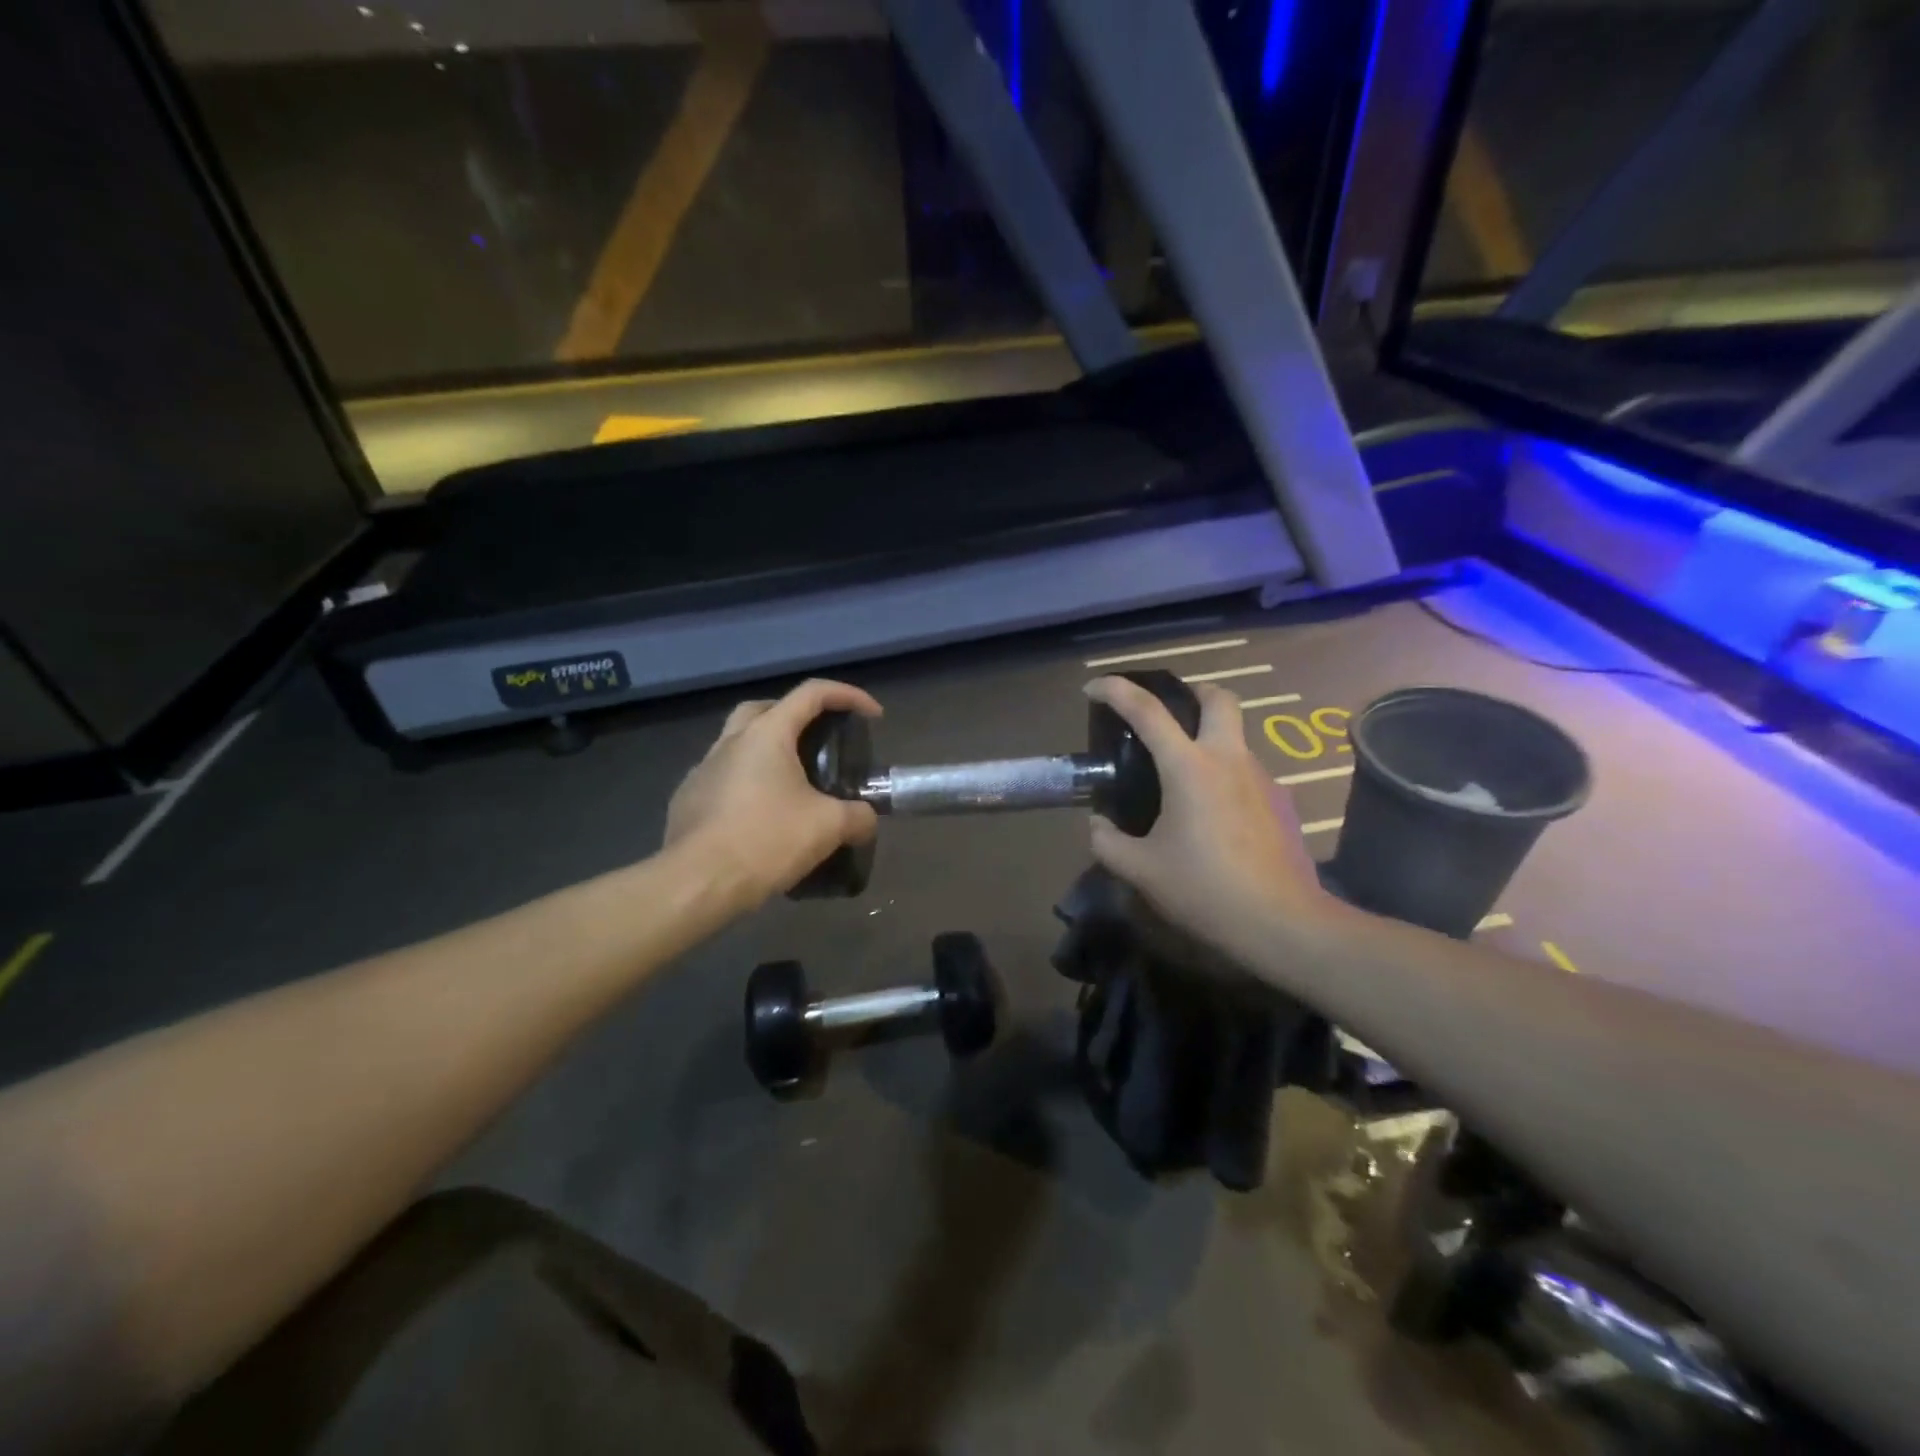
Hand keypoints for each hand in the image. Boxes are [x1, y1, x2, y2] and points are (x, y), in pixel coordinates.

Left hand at [665, 679, 882, 908]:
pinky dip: (746, 785)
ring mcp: (702, 770)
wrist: (697, 883)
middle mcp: (730, 742)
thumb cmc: (766, 840)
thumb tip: (866, 820)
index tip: (872, 716)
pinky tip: (760, 815)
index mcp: (766, 734)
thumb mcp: (828, 827)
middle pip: (765, 708)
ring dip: (767, 752)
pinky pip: (722, 778)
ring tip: (791, 784)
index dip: (848, 696)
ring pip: (738, 744)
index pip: (812, 693)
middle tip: (819, 740)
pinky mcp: (687, 800)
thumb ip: (858, 817)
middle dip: (796, 715)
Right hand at [1084, 675, 1333, 964]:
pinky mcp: (1280, 801)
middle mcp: (1229, 759)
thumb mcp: (1141, 870)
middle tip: (1167, 715)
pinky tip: (1211, 816)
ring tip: (1182, 780)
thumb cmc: (1205, 889)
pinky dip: (1224, 775)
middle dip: (1191, 693)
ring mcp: (1261, 778)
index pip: (1148, 710)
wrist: (1281, 923)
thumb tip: (1098, 825)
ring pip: (1235, 736)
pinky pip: (1246, 771)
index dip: (1116, 691)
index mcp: (1189, 767)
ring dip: (1208, 739)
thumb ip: (1107, 842)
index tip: (1093, 688)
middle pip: (1218, 698)